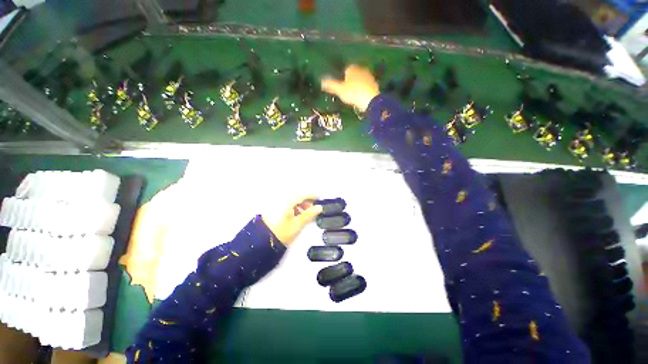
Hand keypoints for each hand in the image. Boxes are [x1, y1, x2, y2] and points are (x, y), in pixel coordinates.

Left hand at [261, 195, 322, 244]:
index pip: (303, 194)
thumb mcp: (297, 224)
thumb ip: (309, 214)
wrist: (261, 241)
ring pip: (292, 199)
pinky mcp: (273, 207)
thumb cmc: (281, 232)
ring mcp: (276, 202)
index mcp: (288, 201)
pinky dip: (293, 206)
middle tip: (313, 208)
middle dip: (306, 200)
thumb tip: (319, 207)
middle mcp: (281, 198)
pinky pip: (287, 203)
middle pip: (297, 195)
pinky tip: (296, 214)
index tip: (319, 199)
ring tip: (305, 213)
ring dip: (300, 203)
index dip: (312, 196)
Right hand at [321, 65, 379, 111]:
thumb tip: (321, 81)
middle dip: (350, 81)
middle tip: (347, 92)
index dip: (342, 78)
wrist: (371, 100)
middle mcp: (361, 69)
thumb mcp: (340, 90)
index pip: (346, 69)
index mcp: (352, 68)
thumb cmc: (353, 93)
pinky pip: (366, 86)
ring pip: (360, 80)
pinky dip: (364, 90)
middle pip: (354, 74)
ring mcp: (369, 76)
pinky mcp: (375, 84)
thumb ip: (331, 85)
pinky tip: (361, 97)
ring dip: (357, 85)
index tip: (341, 87)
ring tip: (354, 96)